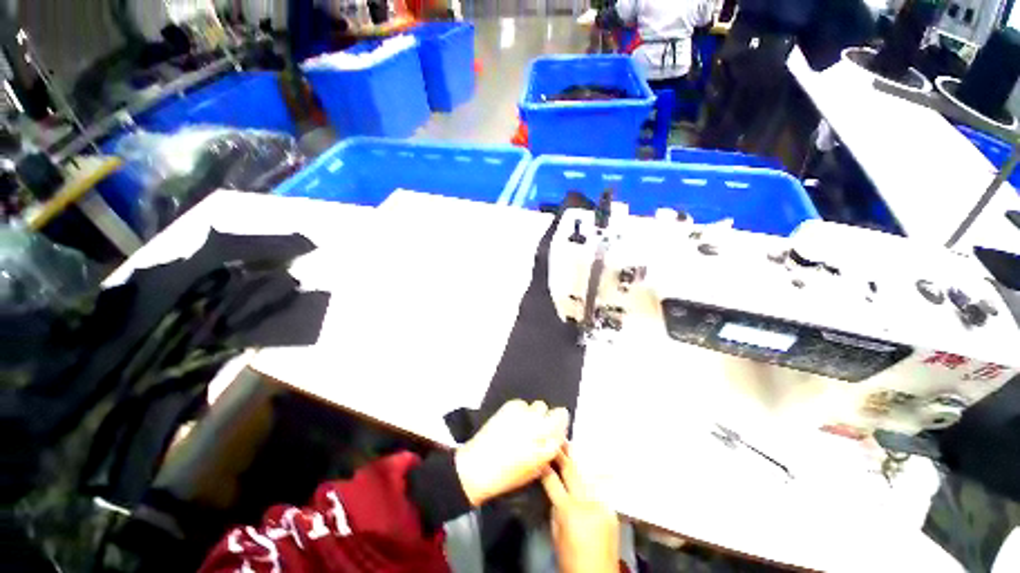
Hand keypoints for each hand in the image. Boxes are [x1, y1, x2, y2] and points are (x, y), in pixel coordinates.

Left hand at [455, 400, 568, 506]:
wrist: (477, 467)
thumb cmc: (506, 476)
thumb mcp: (533, 470)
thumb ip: (547, 452)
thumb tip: (553, 440)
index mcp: (546, 446)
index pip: (564, 427)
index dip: (561, 428)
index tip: (556, 431)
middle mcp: (539, 427)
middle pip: (555, 412)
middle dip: (550, 419)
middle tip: (539, 428)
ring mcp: (524, 414)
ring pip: (539, 406)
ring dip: (535, 414)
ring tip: (524, 424)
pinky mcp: (510, 406)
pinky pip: (522, 404)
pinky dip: (520, 411)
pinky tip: (512, 421)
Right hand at [542, 451, 619, 572]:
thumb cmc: (571, 560)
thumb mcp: (556, 534)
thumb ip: (556, 509)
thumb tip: (555, 492)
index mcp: (569, 510)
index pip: (552, 481)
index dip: (544, 466)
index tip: (540, 454)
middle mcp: (587, 502)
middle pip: (572, 471)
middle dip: (562, 454)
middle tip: (557, 438)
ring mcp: (601, 504)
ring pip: (587, 474)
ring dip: (578, 459)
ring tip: (570, 445)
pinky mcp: (611, 509)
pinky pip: (599, 487)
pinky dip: (591, 475)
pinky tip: (586, 465)